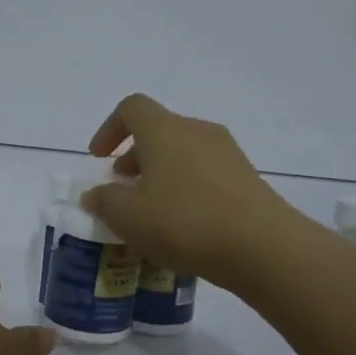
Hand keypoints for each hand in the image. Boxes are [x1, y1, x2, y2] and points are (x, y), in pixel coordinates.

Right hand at [81, 93, 300, 283]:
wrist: (261, 246)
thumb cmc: (184, 222)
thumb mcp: (128, 217)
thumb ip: (104, 201)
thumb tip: (94, 194)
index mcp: (164, 130)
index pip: (132, 108)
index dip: (109, 129)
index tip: (99, 159)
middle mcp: (197, 131)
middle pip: (159, 130)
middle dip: (135, 156)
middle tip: (122, 188)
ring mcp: (227, 153)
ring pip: (183, 153)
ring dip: (160, 174)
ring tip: (151, 211)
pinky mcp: (246, 177)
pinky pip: (205, 173)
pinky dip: (186, 188)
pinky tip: (183, 224)